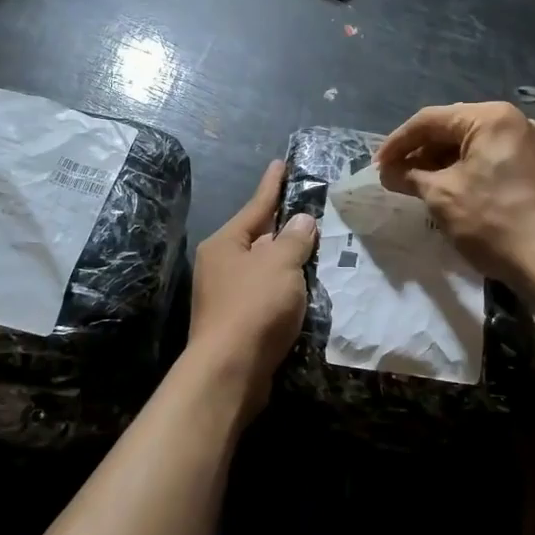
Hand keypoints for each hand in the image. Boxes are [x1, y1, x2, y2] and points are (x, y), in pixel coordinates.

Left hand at [187, 160, 317, 403]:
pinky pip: (265, 293)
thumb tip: (301, 221)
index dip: (272, 185)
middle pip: (258, 237)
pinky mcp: (236, 321)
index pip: (256, 206)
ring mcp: (225, 294)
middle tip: (311, 212)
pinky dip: (283, 288)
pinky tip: (303, 289)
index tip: (281, 163)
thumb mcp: (280, 265)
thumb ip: (294, 239)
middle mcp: (220, 264)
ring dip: (286, 261)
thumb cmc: (254, 307)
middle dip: (284, 227)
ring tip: (314, 249)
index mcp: (225, 243)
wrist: (230, 371)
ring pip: (263, 268)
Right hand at [376, 101, 534, 293]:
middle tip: (394, 175)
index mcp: (491, 118)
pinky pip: (494, 161)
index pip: (430, 120)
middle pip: (454, 128)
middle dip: (420, 152)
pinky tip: (451, 192)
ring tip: (417, 185)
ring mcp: (534, 146)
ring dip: (442, 163)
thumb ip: (410, 177)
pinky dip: (468, 172)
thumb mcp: (443, 197)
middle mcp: (516, 122)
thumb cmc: (495, 222)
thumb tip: (388, 172)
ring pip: (475, 146)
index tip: (376, 166)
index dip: (397, 142)